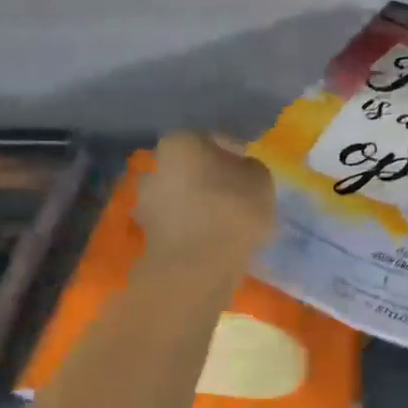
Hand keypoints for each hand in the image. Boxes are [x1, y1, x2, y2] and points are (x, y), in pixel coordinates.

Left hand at [135, 131, 275, 271]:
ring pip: (181, 196)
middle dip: (211, 178)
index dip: (235, 153)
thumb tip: (241, 171)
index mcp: (180, 142)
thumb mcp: (261, 180)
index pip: (213, 140)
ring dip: (200, 204)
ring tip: (227, 221)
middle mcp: (155, 165)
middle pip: (191, 167)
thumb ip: (250, 168)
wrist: (196, 267)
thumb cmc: (231, 211)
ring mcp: (146, 201)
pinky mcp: (147, 234)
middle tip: (238, 194)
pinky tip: (213, 239)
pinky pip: (178, 223)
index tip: (250, 170)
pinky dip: (192, 227)